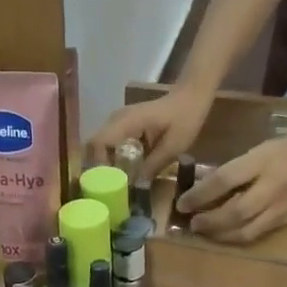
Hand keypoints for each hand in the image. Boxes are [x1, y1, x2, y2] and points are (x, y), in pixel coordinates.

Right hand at [85, 86, 209, 178]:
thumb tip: (136, 186)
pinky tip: (124, 172)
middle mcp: (116, 120)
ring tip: (115, 184)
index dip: (98, 164)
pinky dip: (113, 159)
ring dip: (105, 164)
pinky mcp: (123, 126)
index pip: (99, 142)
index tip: (107, 183)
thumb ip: (153, 165)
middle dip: (99, 167)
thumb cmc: (185, 118)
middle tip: (109, 188)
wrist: (191, 97)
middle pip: (95, 145)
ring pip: (100, 146)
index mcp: (127, 121)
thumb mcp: (174, 146)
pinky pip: (110, 144)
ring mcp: (118, 122)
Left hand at [179, 133, 286, 243]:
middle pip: (235, 211)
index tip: (182, 203)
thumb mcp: (258, 151)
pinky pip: (258, 234)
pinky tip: (225, 236)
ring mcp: (281, 207)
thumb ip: (233, 169)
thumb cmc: (286, 149)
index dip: (200, 194)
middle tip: (191, 223)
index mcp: (262, 162)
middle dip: (209, 221)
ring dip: (221, 234)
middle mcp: (272, 187)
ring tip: (204, 232)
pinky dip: (237, 237)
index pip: (225, 180)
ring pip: (246, 229)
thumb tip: (203, 188)